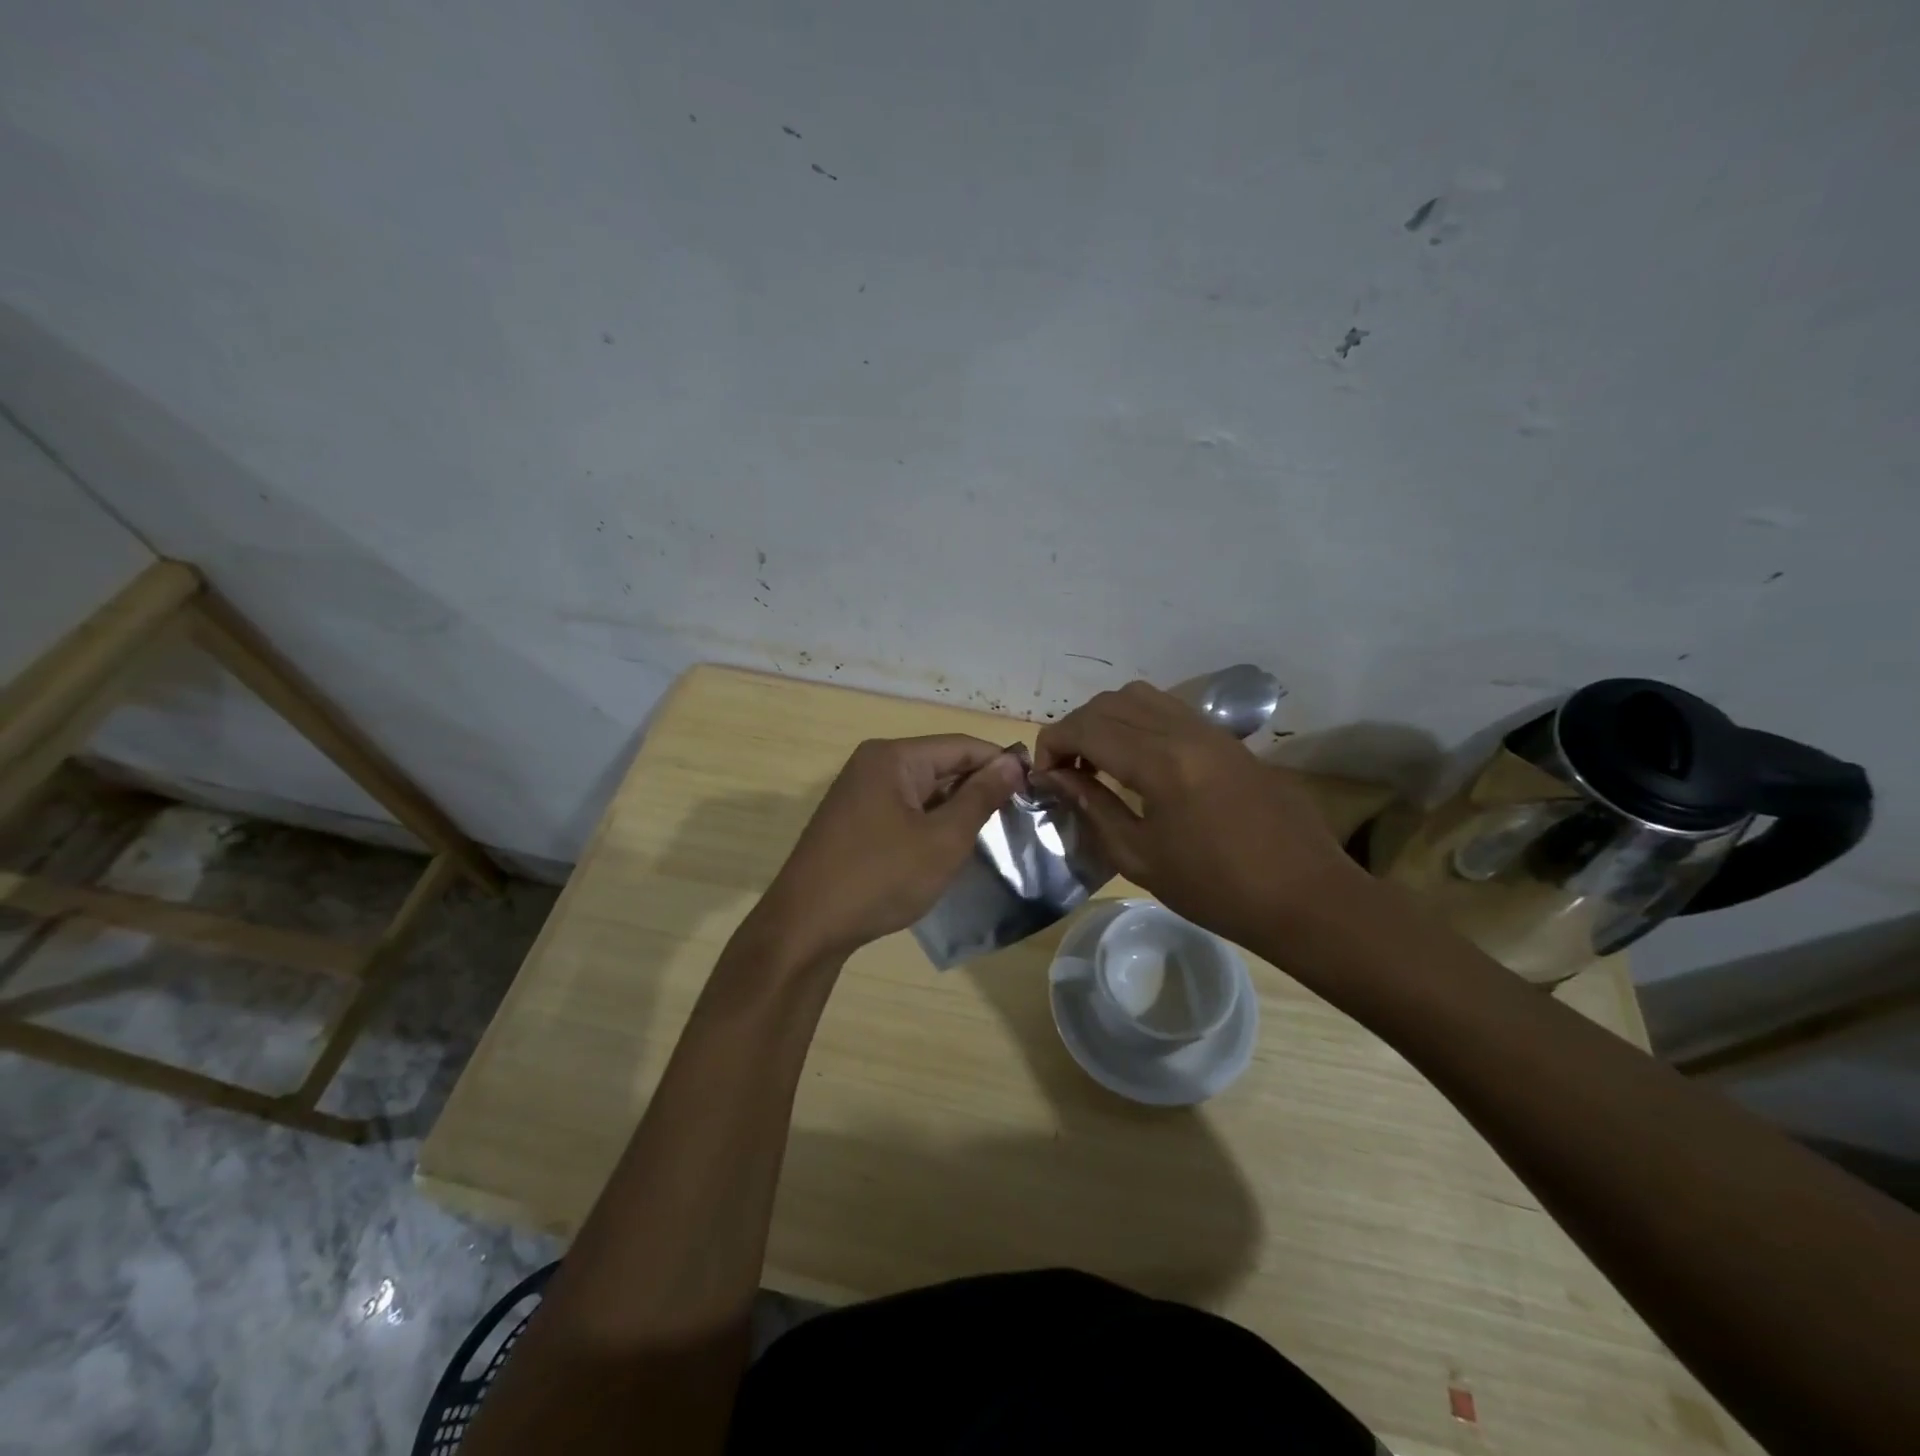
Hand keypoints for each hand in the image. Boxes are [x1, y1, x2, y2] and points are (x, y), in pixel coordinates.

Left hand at [757, 735, 1026, 962]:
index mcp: (893, 757)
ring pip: (923, 790)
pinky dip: (930, 822)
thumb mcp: (943, 839)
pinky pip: (903, 809)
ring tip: (992, 833)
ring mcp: (859, 793)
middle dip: (978, 787)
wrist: (806, 927)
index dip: (1000, 763)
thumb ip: (980, 797)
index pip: (961, 745)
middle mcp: (873, 764)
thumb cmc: (880, 878)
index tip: (1035, 788)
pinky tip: (948, 847)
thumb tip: (1012, 762)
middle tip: (1018, 816)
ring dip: (955, 808)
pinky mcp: (853, 820)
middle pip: (941, 764)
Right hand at [1032, 681, 1364, 951]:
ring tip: (1099, 762)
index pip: (1086, 727)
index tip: (1044, 777)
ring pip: (1140, 696)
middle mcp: (1184, 731)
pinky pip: (1169, 709)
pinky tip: (1139, 762)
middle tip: (1066, 771)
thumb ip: (1093, 807)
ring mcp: (1210, 730)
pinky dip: (1138, 721)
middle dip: (1075, 728)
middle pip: (1110, 703)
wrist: (1304, 896)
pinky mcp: (1228, 739)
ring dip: (1107, 719)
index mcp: (1160, 762)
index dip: (1053, 744)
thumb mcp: (1140, 857)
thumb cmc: (1216, 888)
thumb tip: (1056, 778)